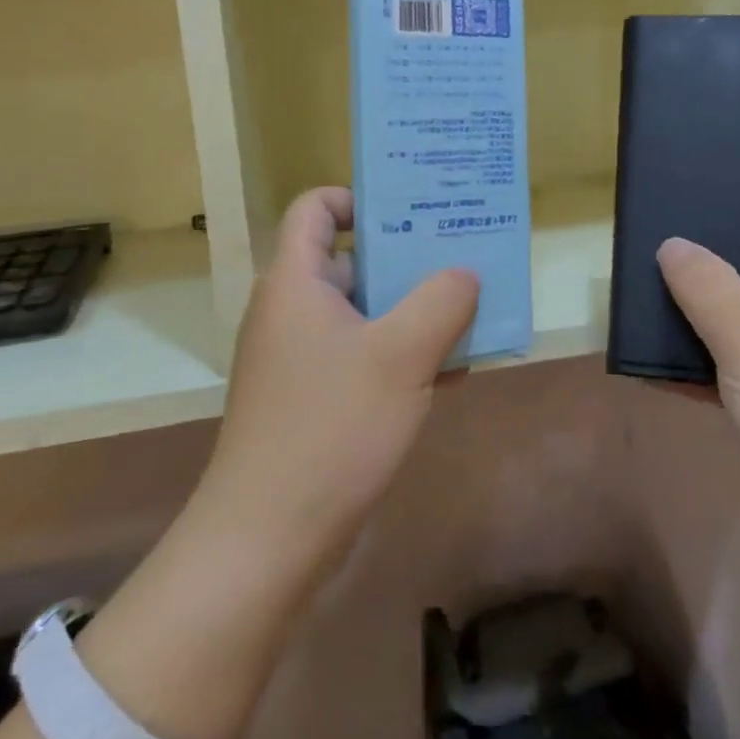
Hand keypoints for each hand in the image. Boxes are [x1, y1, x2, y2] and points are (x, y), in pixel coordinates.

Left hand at [199, 187, 478, 560]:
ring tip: (471, 308)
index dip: (359, 198)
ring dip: (413, 310)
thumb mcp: (401, 355)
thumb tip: (465, 273)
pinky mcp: (313, 399)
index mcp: (296, 282)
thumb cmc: (331, 428)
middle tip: (462, 255)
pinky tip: (454, 369)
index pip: (316, 208)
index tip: (411, 210)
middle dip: (407, 256)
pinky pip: (362, 356)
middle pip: (350, 260)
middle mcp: (292, 311)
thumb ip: (441, 302)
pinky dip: (401, 354)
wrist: (268, 540)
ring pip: (364, 313)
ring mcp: (301, 358)